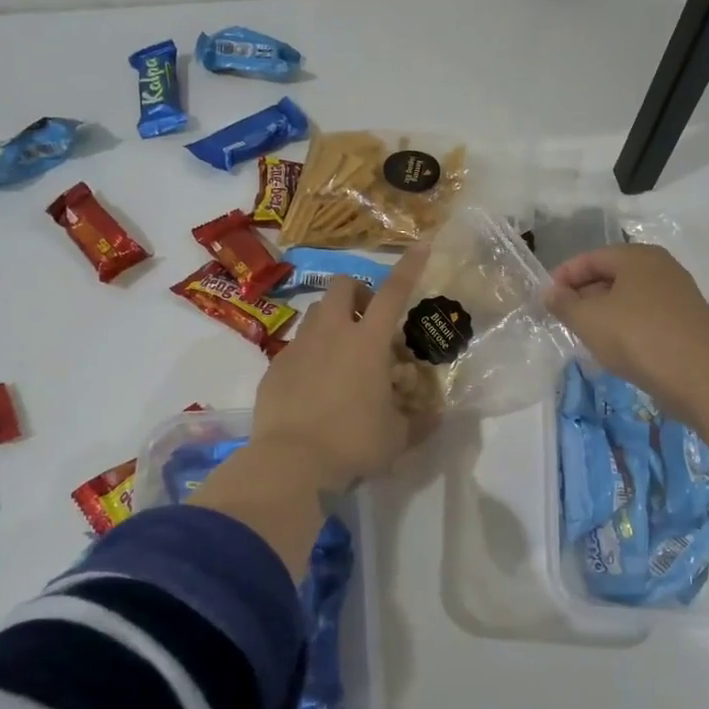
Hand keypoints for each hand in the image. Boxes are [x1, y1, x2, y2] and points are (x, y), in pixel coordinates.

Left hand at [251, 245, 432, 488]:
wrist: (290, 463)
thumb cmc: (353, 443)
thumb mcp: (397, 437)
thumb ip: (418, 421)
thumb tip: (434, 416)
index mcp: (367, 342)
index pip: (393, 292)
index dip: (410, 266)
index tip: (421, 245)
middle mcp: (332, 334)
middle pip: (344, 286)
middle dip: (360, 291)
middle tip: (370, 320)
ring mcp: (299, 347)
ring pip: (316, 313)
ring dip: (333, 320)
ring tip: (341, 353)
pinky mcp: (275, 367)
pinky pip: (296, 347)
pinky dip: (310, 355)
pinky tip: (314, 387)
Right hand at [545, 243, 708, 420]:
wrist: (698, 375)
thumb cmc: (636, 337)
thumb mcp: (588, 319)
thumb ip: (564, 303)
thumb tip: (550, 293)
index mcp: (637, 256)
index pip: (591, 258)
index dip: (564, 276)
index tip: (546, 299)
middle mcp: (661, 267)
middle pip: (612, 274)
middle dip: (584, 293)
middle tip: (563, 317)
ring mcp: (678, 294)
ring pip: (630, 296)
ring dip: (604, 311)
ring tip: (585, 333)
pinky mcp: (687, 321)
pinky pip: (646, 315)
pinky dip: (626, 324)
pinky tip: (615, 346)